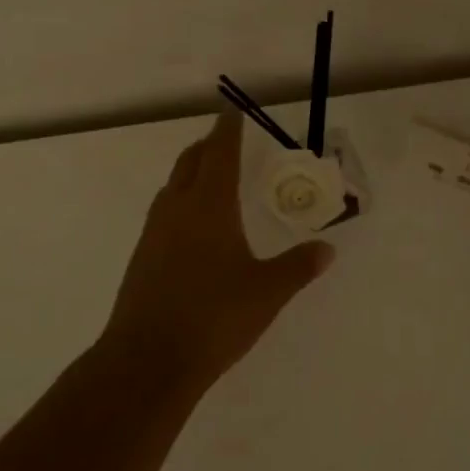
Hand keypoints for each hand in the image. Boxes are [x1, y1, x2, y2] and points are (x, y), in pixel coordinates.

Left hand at [99, 110, 335, 391]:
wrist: (147, 360)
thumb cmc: (213, 318)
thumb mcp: (266, 293)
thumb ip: (298, 267)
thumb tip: (327, 248)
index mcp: (208, 206)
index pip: (219, 153)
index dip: (227, 129)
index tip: (232, 110)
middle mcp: (177, 209)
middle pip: (190, 163)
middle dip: (208, 146)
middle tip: (227, 141)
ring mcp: (153, 233)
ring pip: (173, 187)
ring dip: (191, 173)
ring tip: (212, 178)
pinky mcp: (142, 258)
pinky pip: (164, 213)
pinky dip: (181, 202)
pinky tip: (194, 228)